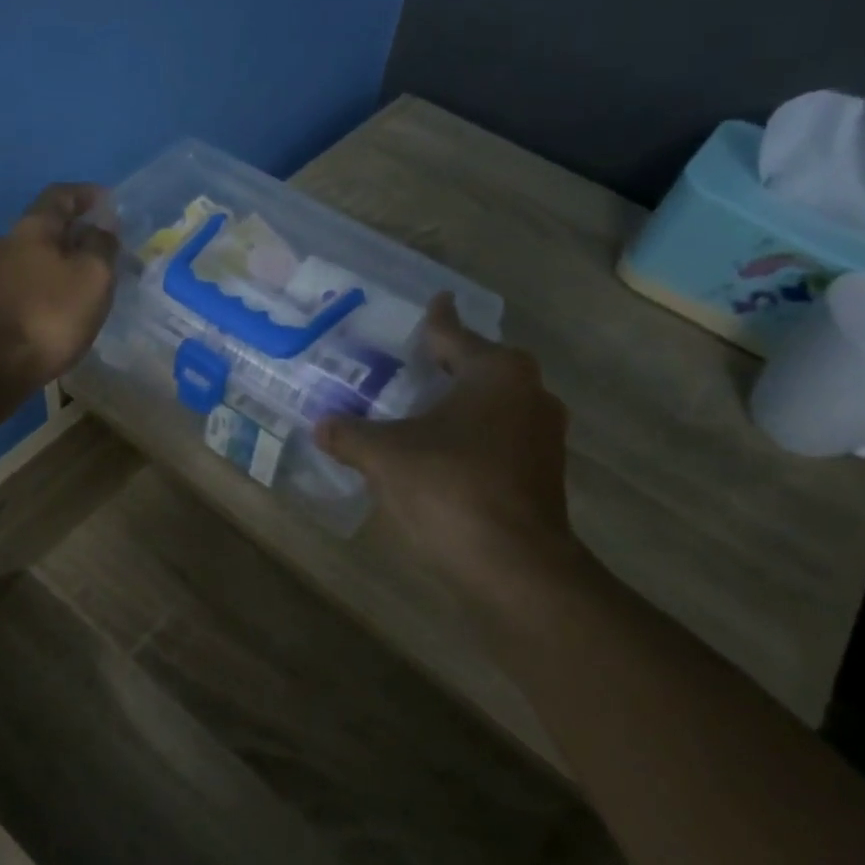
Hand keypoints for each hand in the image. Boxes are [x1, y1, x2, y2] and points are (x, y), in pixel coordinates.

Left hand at [0, 183, 119, 394]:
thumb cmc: (48, 315)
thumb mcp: (91, 277)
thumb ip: (101, 246)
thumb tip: (104, 224)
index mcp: (31, 228)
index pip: (60, 195)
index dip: (87, 194)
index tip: (109, 202)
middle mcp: (6, 244)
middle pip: (45, 228)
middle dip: (77, 233)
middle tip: (106, 249)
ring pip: (35, 259)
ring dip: (62, 264)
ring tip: (88, 283)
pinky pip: (26, 286)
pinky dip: (48, 288)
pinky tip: (62, 309)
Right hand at [315, 294, 591, 604]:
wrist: (514, 565)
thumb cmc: (449, 487)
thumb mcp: (385, 456)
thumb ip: (350, 435)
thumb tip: (321, 426)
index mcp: (496, 372)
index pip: (456, 334)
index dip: (440, 319)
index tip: (438, 299)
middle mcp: (529, 394)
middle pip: (481, 368)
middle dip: (449, 365)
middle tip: (413, 361)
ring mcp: (543, 436)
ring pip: (493, 406)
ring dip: (461, 406)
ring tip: (422, 409)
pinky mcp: (544, 474)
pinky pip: (500, 438)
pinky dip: (472, 438)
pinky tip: (441, 454)